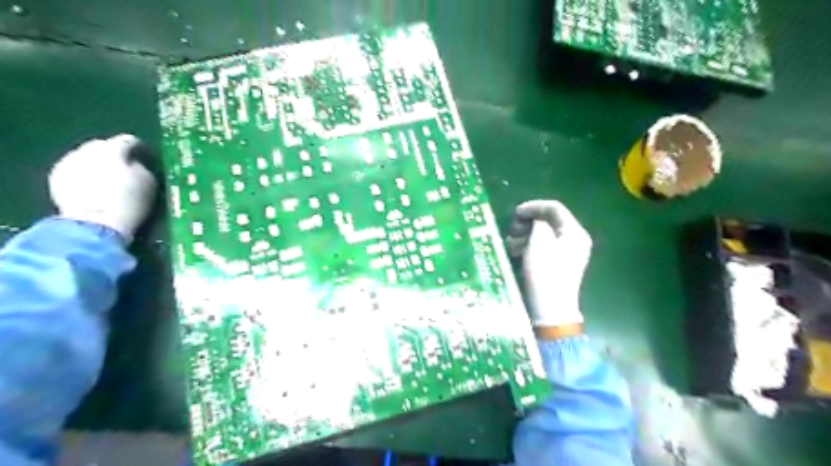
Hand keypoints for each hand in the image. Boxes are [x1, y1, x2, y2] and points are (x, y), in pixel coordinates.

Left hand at [47, 132, 156, 240]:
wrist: (95, 223)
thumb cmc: (129, 202)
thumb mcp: (147, 182)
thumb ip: (140, 166)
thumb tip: (132, 162)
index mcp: (112, 151)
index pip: (127, 141)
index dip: (138, 147)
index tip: (145, 155)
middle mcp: (86, 151)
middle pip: (101, 145)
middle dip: (113, 153)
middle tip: (125, 166)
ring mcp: (68, 163)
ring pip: (85, 156)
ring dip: (97, 163)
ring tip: (107, 177)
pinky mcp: (56, 177)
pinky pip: (74, 169)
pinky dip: (84, 173)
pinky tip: (92, 186)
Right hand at [506, 200, 590, 326]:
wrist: (550, 309)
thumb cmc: (545, 272)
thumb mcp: (539, 242)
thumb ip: (538, 223)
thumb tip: (535, 220)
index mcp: (574, 232)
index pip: (554, 208)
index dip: (533, 206)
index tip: (514, 213)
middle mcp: (574, 240)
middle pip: (549, 221)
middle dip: (527, 223)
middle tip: (511, 230)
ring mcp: (567, 254)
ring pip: (544, 235)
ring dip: (525, 236)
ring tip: (510, 244)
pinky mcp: (558, 265)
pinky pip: (543, 248)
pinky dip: (528, 247)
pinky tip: (515, 254)